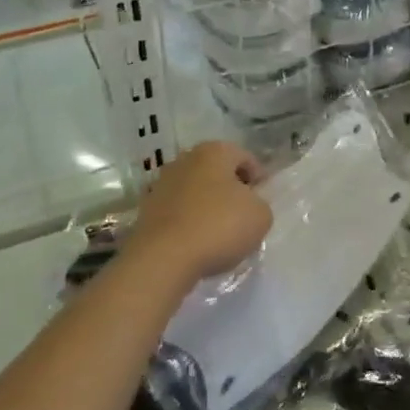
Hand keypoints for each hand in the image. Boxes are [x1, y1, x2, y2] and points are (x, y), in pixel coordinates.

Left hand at [131, 141, 272, 283]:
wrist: (163, 258)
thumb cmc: (219, 226)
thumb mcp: (260, 216)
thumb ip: (260, 204)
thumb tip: (248, 205)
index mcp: (214, 152)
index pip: (245, 158)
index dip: (258, 179)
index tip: (262, 201)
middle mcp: (185, 160)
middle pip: (217, 172)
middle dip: (231, 190)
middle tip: (243, 215)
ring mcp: (162, 184)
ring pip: (195, 191)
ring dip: (208, 205)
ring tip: (220, 233)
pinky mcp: (147, 210)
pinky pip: (178, 211)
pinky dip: (189, 221)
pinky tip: (197, 242)